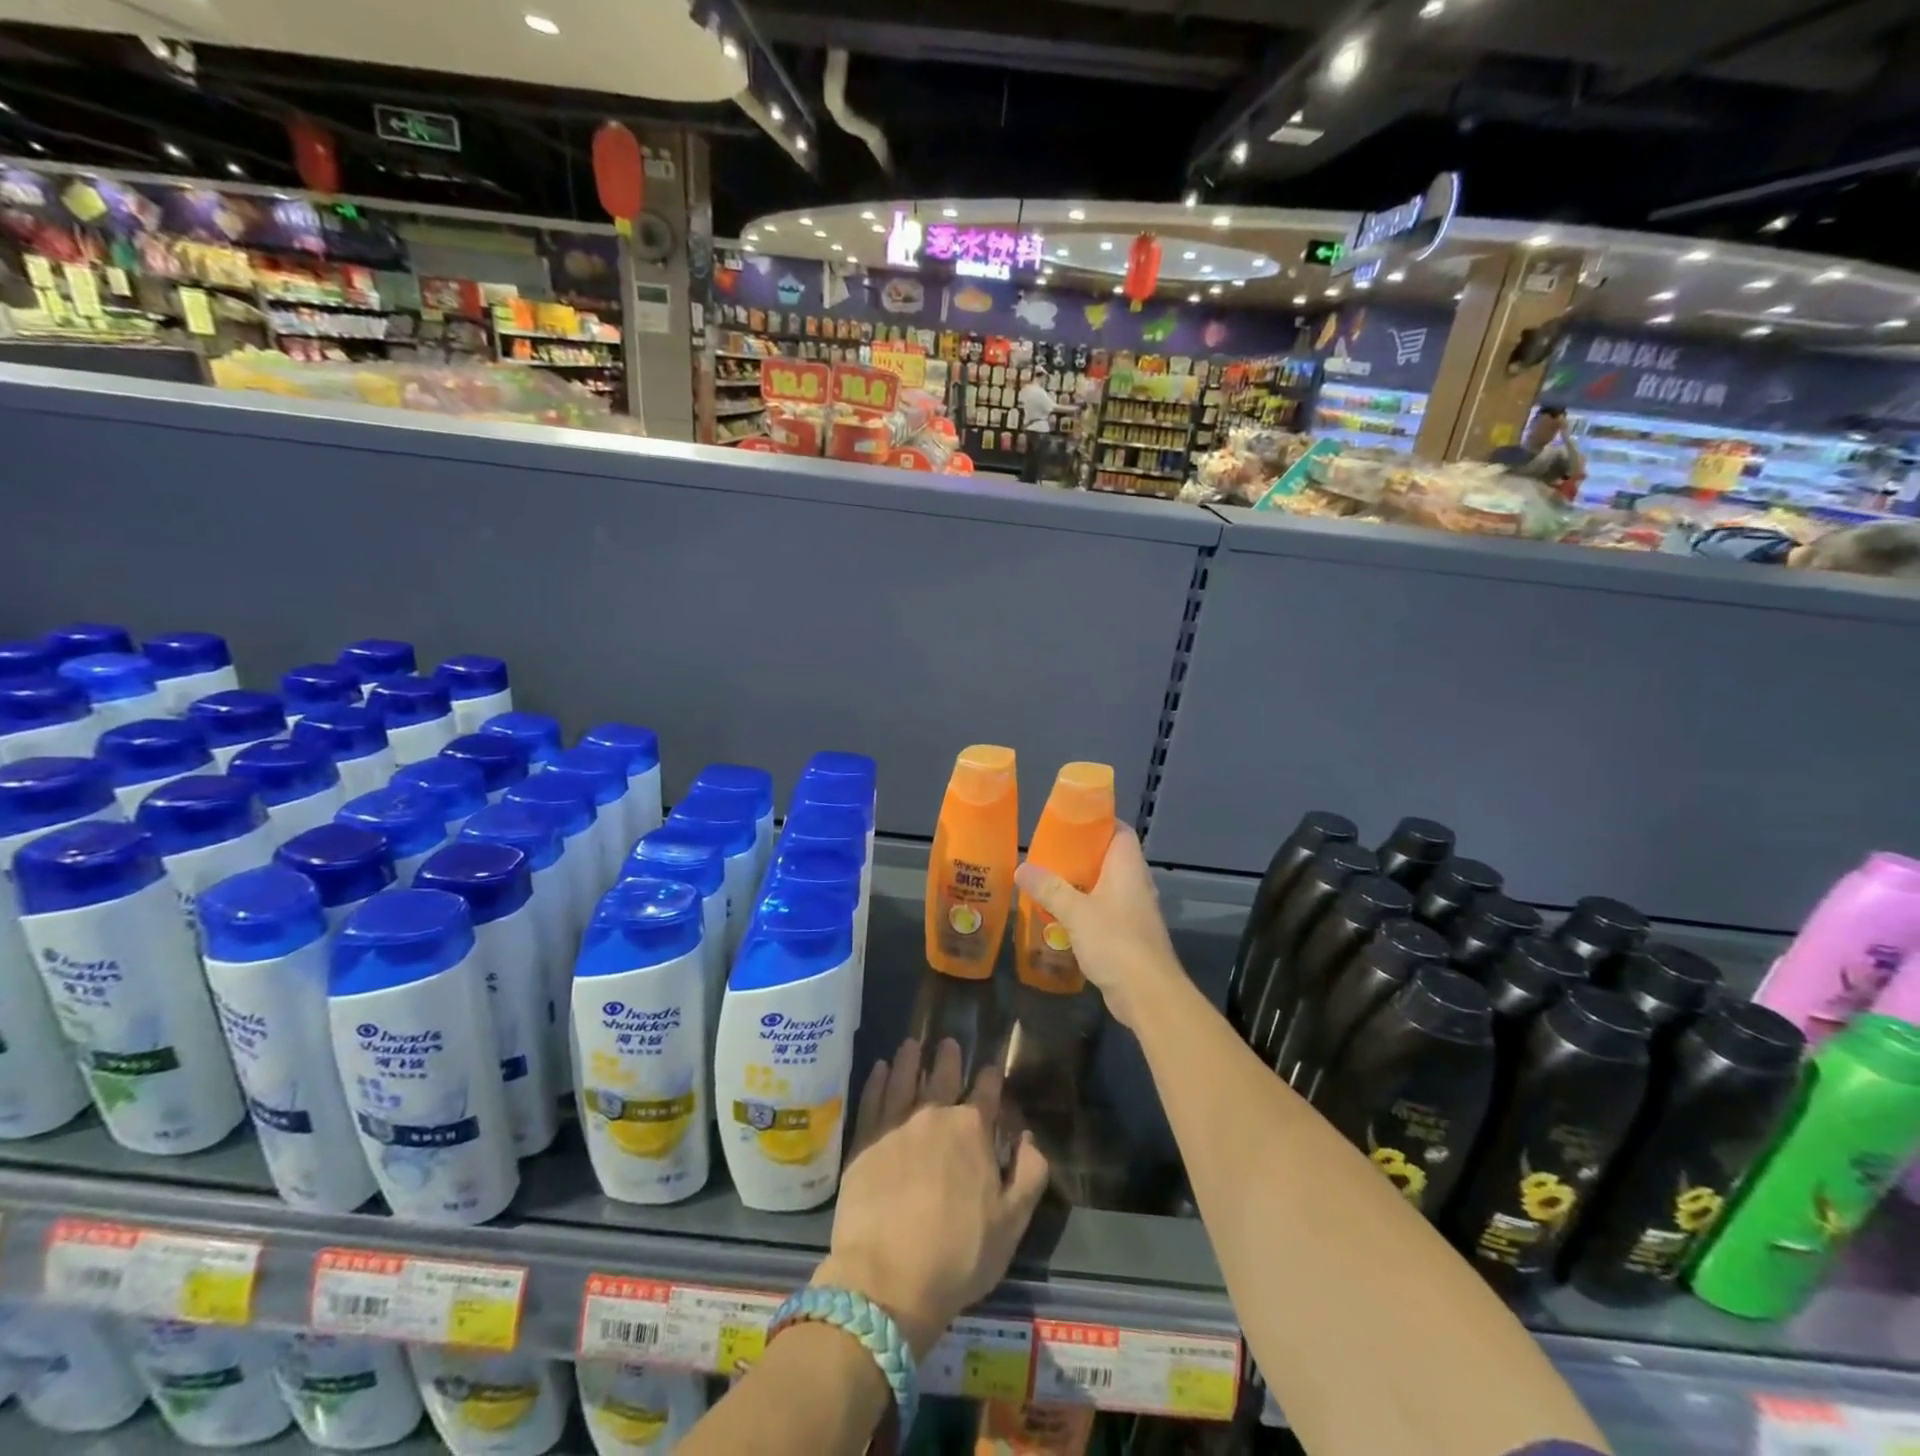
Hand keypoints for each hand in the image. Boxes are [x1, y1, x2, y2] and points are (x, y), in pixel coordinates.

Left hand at [816, 1038, 1047, 1357]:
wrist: (887, 1279)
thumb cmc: (958, 1255)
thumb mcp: (1012, 1223)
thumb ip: (1029, 1174)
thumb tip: (1030, 1137)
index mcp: (972, 1131)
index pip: (986, 1093)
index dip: (991, 1079)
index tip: (991, 1069)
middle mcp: (934, 1115)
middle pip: (943, 1077)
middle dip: (948, 1058)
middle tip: (948, 1043)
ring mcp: (896, 1125)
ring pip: (904, 1079)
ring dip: (910, 1059)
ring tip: (911, 1044)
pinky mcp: (864, 1141)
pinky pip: (872, 1099)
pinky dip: (877, 1080)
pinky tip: (880, 1068)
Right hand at [1013, 826, 1184, 1029]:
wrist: (1148, 994)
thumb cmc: (1115, 941)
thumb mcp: (1075, 912)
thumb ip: (1049, 888)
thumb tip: (1022, 867)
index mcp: (1128, 868)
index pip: (1120, 831)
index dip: (1098, 821)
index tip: (1069, 821)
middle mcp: (1135, 884)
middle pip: (1109, 858)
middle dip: (1080, 855)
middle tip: (1048, 853)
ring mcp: (1135, 911)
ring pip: (1106, 887)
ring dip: (1080, 885)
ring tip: (1048, 883)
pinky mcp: (1130, 936)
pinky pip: (1105, 912)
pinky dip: (1085, 910)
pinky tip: (1061, 917)